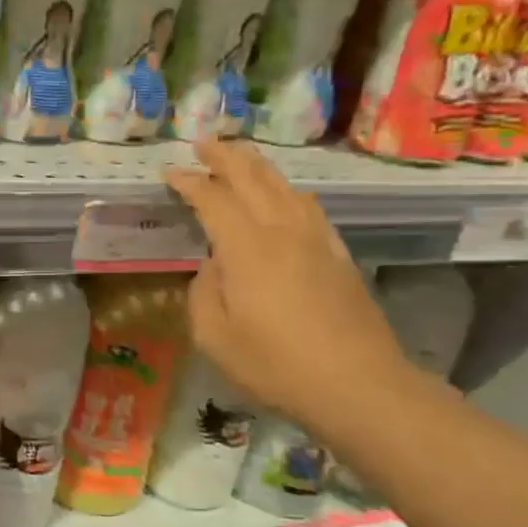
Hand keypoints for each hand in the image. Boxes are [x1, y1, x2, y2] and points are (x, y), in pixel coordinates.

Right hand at [165, 141, 412, 429]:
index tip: (169, 173)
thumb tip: (212, 265)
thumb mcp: (215, 336)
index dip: (189, 182)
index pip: (213, 199)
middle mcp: (282, 231)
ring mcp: (315, 240)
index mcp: (246, 248)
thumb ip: (203, 292)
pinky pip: (308, 207)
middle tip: (204, 143)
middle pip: (252, 179)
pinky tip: (285, 195)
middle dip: (225, 157)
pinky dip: (287, 190)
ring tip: (240, 157)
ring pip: (284, 186)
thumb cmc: (275, 364)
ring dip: (258, 166)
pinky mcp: (337, 254)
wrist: (358, 384)